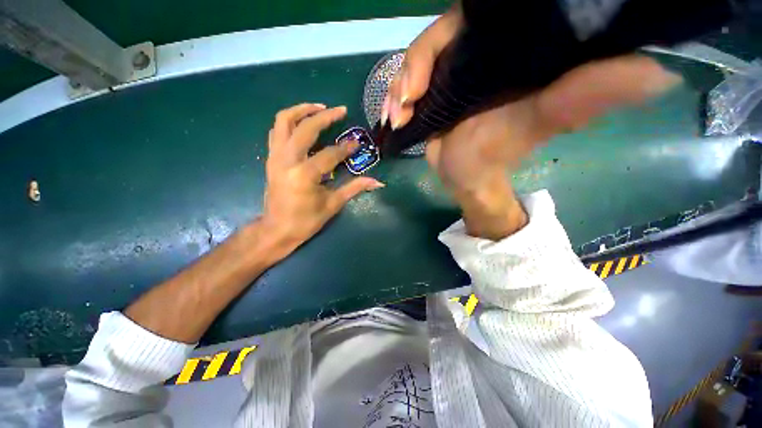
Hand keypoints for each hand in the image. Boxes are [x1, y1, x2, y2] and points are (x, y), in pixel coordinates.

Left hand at [262, 103, 384, 253]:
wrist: (276, 229)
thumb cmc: (306, 221)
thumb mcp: (332, 205)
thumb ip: (354, 188)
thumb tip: (377, 182)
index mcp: (304, 175)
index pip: (329, 154)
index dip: (346, 148)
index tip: (357, 144)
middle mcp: (287, 160)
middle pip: (304, 127)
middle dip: (324, 116)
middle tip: (340, 110)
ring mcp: (275, 157)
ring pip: (283, 121)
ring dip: (302, 110)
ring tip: (319, 108)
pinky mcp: (271, 158)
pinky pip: (277, 131)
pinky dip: (289, 122)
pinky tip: (303, 123)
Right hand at [387, 9, 681, 239]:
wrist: (467, 178)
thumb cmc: (496, 156)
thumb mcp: (539, 125)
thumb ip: (582, 97)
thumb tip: (654, 72)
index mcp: (506, 52)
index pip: (475, 18)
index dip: (447, 32)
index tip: (426, 69)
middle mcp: (475, 56)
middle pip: (437, 38)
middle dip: (414, 65)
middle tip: (406, 100)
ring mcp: (448, 75)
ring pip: (416, 63)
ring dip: (399, 86)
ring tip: (397, 116)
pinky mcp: (431, 95)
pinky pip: (406, 86)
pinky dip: (394, 99)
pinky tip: (393, 118)